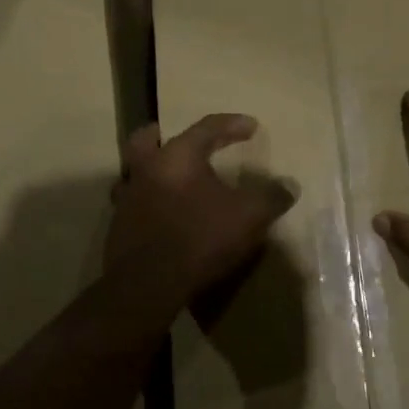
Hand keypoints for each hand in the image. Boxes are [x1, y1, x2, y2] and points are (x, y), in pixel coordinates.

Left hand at [107, 114, 292, 301]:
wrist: (148, 284)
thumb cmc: (200, 237)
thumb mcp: (248, 216)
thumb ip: (270, 197)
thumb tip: (290, 186)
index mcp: (178, 156)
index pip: (206, 127)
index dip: (231, 124)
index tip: (252, 126)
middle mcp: (147, 169)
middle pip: (146, 140)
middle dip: (160, 135)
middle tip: (176, 139)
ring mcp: (127, 198)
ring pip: (133, 173)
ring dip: (150, 172)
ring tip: (169, 181)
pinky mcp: (119, 228)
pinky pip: (132, 205)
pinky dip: (147, 203)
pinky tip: (162, 216)